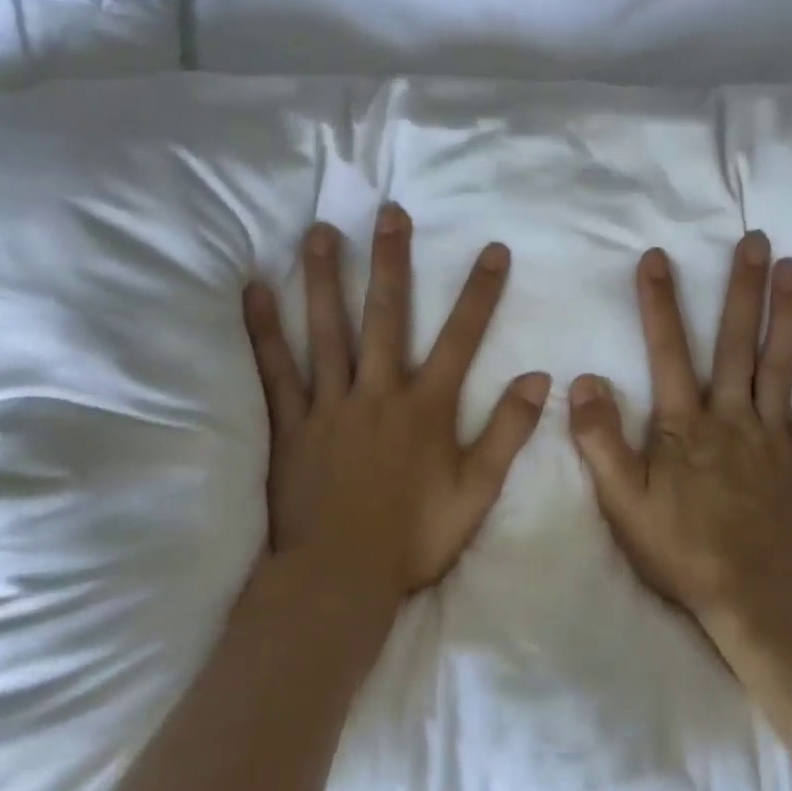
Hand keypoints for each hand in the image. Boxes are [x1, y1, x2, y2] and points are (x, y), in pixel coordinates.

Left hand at [242, 204, 550, 604]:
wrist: (339, 578)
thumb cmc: (414, 538)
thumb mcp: (477, 492)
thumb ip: (508, 432)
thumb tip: (538, 378)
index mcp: (426, 408)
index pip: (461, 338)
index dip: (480, 293)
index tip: (493, 249)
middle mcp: (379, 392)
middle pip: (386, 316)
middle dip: (391, 261)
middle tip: (389, 212)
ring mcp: (330, 405)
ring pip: (327, 330)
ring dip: (324, 278)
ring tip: (320, 231)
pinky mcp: (292, 424)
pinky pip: (276, 369)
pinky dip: (263, 330)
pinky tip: (253, 290)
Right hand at [568, 232, 791, 621]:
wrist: (753, 598)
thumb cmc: (681, 549)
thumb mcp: (621, 501)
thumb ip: (599, 439)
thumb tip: (584, 380)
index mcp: (684, 424)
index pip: (668, 351)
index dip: (660, 303)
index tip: (657, 257)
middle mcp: (732, 415)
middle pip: (737, 342)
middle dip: (742, 289)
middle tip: (754, 239)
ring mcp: (775, 434)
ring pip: (782, 363)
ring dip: (789, 313)